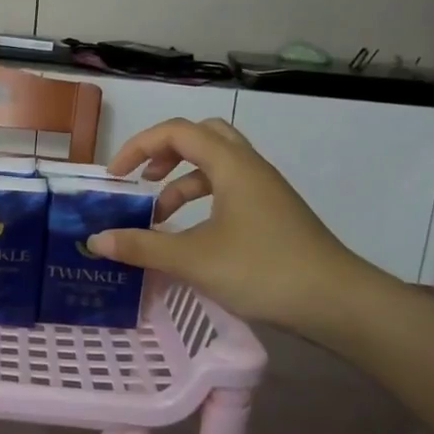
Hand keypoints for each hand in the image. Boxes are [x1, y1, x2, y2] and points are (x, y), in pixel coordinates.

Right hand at [87, 117, 388, 337]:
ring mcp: (265, 190)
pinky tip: (191, 235)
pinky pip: (229, 190)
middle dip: (164, 153)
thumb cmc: (263, 270)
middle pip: (201, 136)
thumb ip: (143, 247)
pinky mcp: (273, 213)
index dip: (139, 146)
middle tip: (142, 179)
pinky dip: (202, 201)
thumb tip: (96, 241)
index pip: (177, 131)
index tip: (115, 175)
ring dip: (182, 181)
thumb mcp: (194, 260)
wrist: (337, 302)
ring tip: (159, 215)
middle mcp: (249, 167)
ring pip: (215, 166)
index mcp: (231, 164)